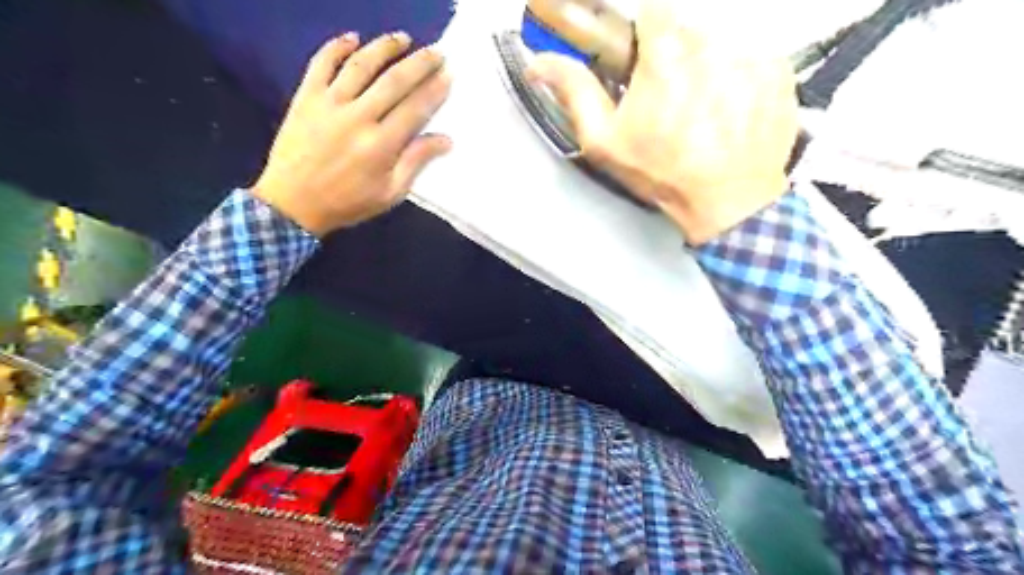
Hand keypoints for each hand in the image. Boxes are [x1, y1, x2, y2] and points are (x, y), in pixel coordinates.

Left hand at [253, 32, 450, 236]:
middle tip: (436, 53)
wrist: (293, 203)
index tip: (448, 76)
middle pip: (394, 81)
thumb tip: (445, 140)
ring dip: (385, 48)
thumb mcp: (390, 193)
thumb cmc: (348, 202)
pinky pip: (322, 63)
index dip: (434, 90)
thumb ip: (415, 162)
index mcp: (381, 145)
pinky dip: (337, 47)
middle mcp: (358, 117)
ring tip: (403, 38)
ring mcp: (329, 103)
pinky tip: (353, 38)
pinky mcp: (306, 97)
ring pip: (361, 65)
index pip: (415, 109)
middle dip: (420, 64)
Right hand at [527, 0, 799, 244]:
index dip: (646, 36)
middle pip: (687, 29)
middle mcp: (713, 40)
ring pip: (719, 42)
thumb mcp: (606, 141)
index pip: (653, 10)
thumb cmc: (662, 172)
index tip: (644, 63)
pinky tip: (729, 112)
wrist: (728, 202)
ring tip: (702, 111)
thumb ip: (575, 93)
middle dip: (675, 57)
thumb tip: (540, 62)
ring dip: (707, 67)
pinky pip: (750, 58)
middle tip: (672, 100)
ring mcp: (752, 52)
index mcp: (666, 52)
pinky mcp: (779, 69)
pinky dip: (737, 78)